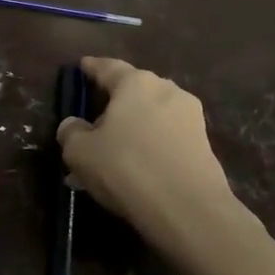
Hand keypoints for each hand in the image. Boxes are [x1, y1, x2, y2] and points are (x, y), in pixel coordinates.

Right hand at [56, 57, 246, 254]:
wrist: (187, 209)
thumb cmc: (125, 167)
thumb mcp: (79, 151)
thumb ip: (70, 131)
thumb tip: (74, 125)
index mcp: (136, 83)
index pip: (107, 67)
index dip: (91, 67)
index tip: (82, 66)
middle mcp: (167, 91)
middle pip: (133, 91)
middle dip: (114, 103)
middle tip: (94, 121)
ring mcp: (191, 118)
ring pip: (151, 116)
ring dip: (132, 128)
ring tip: (112, 152)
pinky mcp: (204, 145)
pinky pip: (166, 137)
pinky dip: (149, 145)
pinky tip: (134, 168)